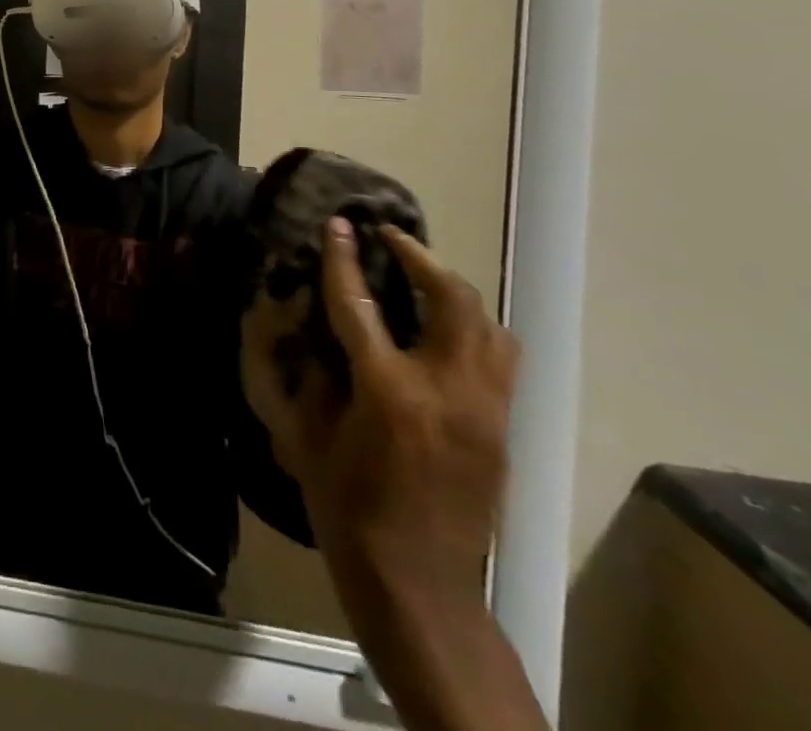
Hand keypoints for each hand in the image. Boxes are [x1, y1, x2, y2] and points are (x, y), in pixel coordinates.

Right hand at [244, 218, 517, 613]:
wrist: (419, 585)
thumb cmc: (347, 509)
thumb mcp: (308, 437)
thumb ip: (311, 376)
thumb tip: (311, 331)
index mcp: (388, 392)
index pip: (360, 304)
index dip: (343, 259)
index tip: (339, 224)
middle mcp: (447, 390)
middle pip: (451, 300)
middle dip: (420, 258)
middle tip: (389, 239)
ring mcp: (485, 410)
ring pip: (488, 325)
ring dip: (453, 288)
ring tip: (421, 275)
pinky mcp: (502, 429)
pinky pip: (499, 359)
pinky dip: (473, 327)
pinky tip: (444, 329)